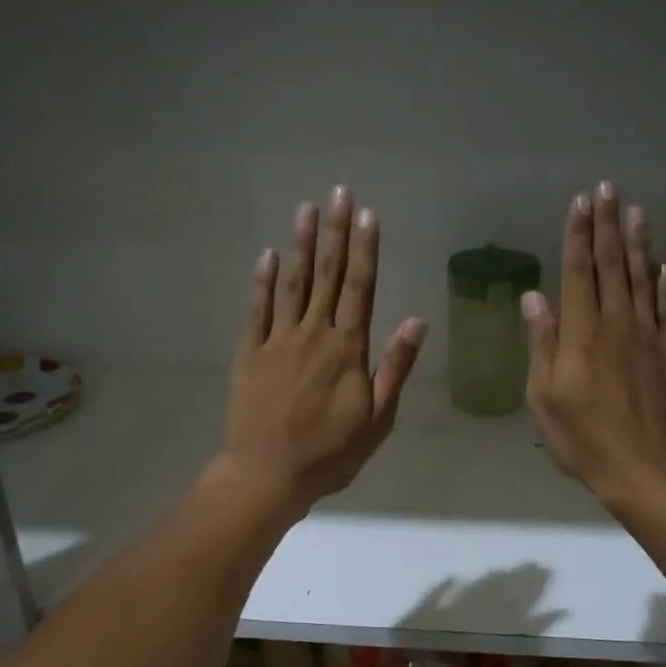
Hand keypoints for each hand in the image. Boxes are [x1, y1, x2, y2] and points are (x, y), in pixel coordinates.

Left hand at [219, 186, 425, 518]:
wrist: (267, 474)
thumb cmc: (330, 452)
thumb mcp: (377, 418)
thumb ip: (395, 367)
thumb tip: (415, 320)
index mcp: (347, 349)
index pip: (360, 288)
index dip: (365, 249)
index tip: (368, 215)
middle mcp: (313, 335)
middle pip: (327, 275)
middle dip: (335, 232)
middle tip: (339, 192)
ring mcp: (278, 341)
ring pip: (292, 284)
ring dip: (300, 244)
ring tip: (306, 208)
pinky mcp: (250, 353)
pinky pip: (257, 309)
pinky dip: (262, 281)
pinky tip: (267, 254)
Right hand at [523, 183, 665, 512]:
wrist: (649, 471)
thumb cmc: (585, 439)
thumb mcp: (545, 398)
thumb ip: (542, 344)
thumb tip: (534, 297)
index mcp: (582, 335)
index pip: (579, 273)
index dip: (578, 236)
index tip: (579, 203)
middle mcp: (618, 324)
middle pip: (613, 266)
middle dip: (607, 225)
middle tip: (607, 189)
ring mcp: (650, 337)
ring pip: (643, 279)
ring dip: (638, 243)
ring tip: (635, 210)